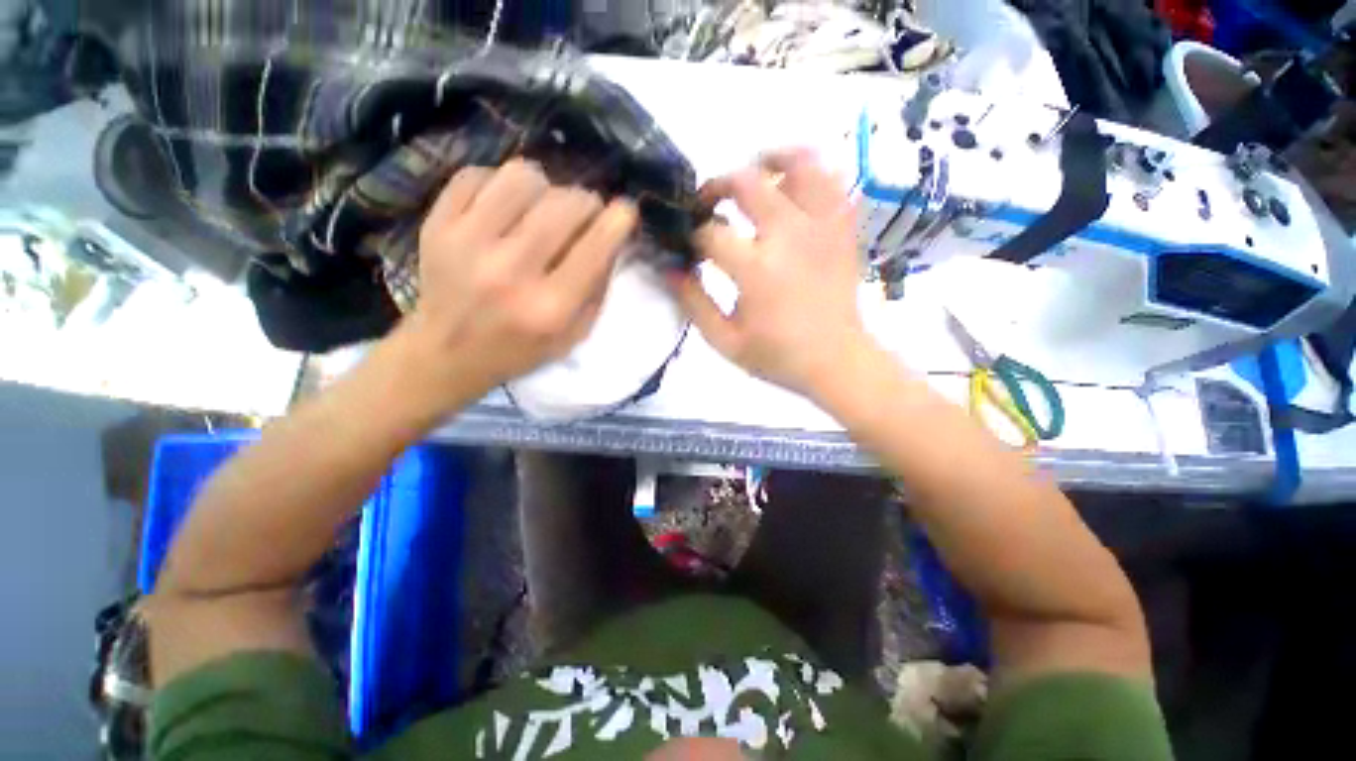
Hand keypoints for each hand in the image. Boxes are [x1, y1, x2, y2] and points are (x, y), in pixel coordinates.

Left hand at [403, 160, 637, 401]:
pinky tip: (505, 207)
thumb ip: (598, 288)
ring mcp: (467, 242)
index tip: (625, 210)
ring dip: (545, 188)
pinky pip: (479, 174)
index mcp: (550, 307)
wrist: (446, 353)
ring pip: (523, 177)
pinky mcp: (437, 224)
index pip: (595, 247)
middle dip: (586, 203)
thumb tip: (612, 235)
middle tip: (584, 215)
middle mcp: (510, 271)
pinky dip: (501, 185)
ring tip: (542, 208)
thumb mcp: (574, 335)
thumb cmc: (520, 349)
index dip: (618, 220)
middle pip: (564, 204)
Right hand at [670, 150, 870, 397]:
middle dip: (718, 186)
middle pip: (747, 182)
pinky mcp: (843, 228)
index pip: (711, 233)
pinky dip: (810, 174)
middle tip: (709, 205)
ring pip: (799, 164)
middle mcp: (790, 235)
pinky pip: (832, 181)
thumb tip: (670, 268)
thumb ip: (693, 302)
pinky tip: (793, 186)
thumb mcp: (725, 341)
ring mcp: (822, 226)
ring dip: (770, 160)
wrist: (837, 362)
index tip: (688, 244)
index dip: (692, 235)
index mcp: (757, 269)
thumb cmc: (778, 355)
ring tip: (754, 173)